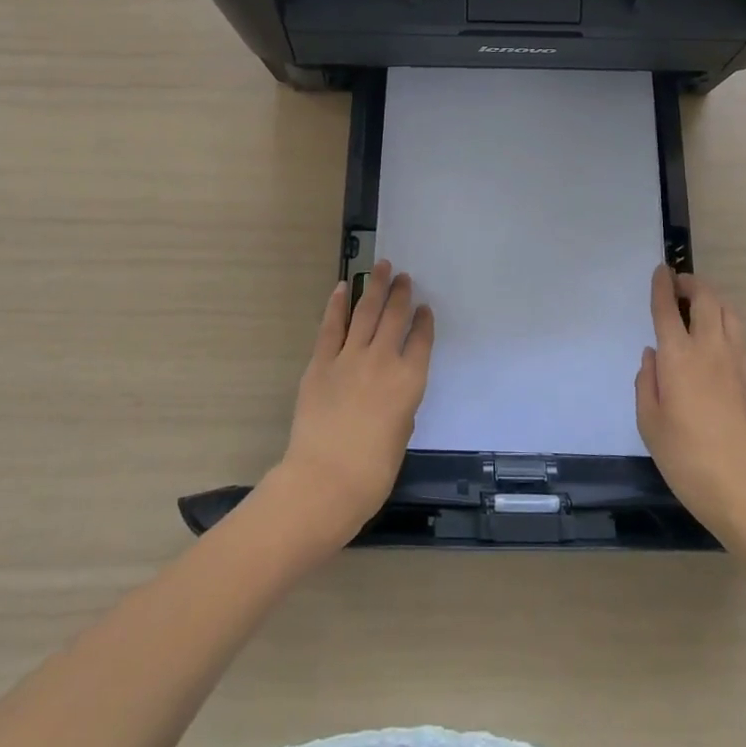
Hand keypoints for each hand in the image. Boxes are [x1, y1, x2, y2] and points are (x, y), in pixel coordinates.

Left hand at [275, 261, 433, 548]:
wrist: (325, 479)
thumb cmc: (372, 472)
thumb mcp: (401, 435)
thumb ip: (401, 405)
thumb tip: (392, 390)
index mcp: (410, 381)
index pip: (421, 340)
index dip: (424, 321)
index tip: (424, 308)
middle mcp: (383, 360)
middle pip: (394, 317)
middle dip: (400, 294)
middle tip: (403, 277)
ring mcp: (350, 357)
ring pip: (366, 312)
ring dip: (374, 287)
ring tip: (381, 266)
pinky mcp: (321, 362)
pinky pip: (331, 326)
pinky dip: (337, 304)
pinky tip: (342, 287)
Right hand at [636, 265, 745, 538]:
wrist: (738, 486)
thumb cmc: (683, 455)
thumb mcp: (648, 421)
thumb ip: (647, 381)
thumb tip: (653, 356)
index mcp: (678, 357)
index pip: (669, 309)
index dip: (663, 286)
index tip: (661, 270)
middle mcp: (709, 349)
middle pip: (706, 300)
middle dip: (692, 284)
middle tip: (679, 284)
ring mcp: (735, 362)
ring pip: (729, 313)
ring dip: (714, 299)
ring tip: (700, 304)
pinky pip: (739, 335)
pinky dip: (726, 322)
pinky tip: (716, 337)